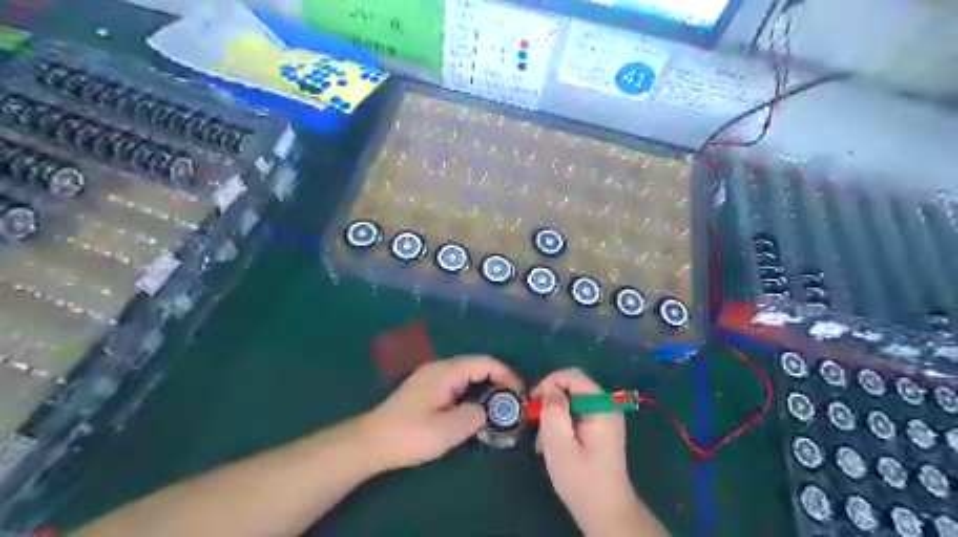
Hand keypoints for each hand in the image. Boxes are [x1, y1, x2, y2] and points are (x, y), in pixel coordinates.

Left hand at [361, 355, 522, 471]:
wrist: (371, 442)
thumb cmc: (408, 435)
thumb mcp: (445, 431)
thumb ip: (472, 417)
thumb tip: (484, 412)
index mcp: (445, 372)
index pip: (484, 363)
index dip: (506, 374)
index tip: (520, 394)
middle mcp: (440, 369)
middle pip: (477, 365)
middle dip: (498, 380)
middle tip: (513, 402)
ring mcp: (432, 377)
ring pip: (467, 375)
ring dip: (485, 387)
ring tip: (499, 407)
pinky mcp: (427, 389)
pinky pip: (457, 384)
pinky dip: (472, 392)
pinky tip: (475, 409)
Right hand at [535, 368, 645, 535]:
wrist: (606, 512)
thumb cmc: (581, 479)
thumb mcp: (559, 443)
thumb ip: (553, 410)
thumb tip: (550, 389)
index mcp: (601, 406)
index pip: (572, 376)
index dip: (549, 383)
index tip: (531, 403)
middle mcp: (607, 405)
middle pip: (573, 386)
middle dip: (550, 400)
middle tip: (535, 421)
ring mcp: (606, 416)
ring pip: (572, 400)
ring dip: (554, 415)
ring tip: (543, 441)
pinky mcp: (601, 427)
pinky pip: (577, 413)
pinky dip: (562, 423)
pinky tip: (553, 445)